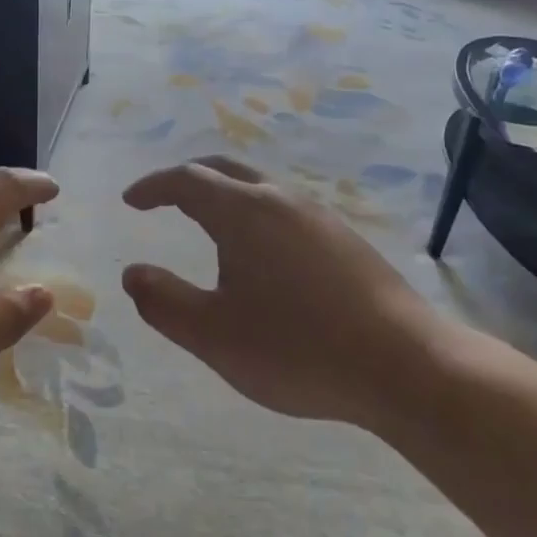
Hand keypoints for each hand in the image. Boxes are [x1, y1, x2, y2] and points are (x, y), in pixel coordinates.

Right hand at [121, 157, 445, 425]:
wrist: (405, 365)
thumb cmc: (298, 348)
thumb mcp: (213, 335)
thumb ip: (163, 302)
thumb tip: (132, 273)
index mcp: (243, 212)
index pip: (187, 180)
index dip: (153, 186)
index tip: (131, 201)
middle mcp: (280, 200)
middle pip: (224, 171)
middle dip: (187, 180)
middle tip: (163, 200)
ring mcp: (319, 216)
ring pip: (259, 188)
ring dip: (224, 195)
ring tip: (206, 225)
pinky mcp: (345, 239)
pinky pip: (284, 209)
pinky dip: (254, 214)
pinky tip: (261, 253)